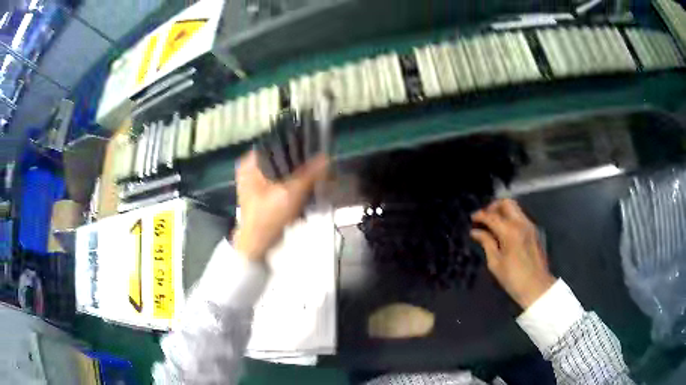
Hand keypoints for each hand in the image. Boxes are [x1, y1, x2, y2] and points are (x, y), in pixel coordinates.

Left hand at [232, 151, 327, 261]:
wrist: (256, 246)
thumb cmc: (268, 217)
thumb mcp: (291, 193)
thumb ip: (310, 173)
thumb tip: (326, 157)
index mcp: (250, 163)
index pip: (277, 144)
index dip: (297, 146)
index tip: (315, 151)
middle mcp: (251, 168)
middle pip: (281, 159)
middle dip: (300, 165)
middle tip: (318, 168)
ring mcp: (256, 182)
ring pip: (283, 172)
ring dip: (298, 177)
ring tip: (315, 180)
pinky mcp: (263, 194)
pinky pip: (281, 183)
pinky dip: (293, 187)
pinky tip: (305, 192)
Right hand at [470, 199, 555, 308]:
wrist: (537, 287)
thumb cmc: (513, 278)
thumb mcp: (495, 263)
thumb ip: (486, 243)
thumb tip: (476, 232)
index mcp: (510, 231)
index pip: (492, 216)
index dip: (480, 215)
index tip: (472, 218)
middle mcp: (521, 223)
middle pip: (506, 203)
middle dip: (493, 207)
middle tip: (485, 218)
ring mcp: (530, 226)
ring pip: (515, 208)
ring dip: (503, 211)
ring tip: (493, 225)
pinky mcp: (534, 231)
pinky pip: (520, 217)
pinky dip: (511, 218)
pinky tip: (504, 231)